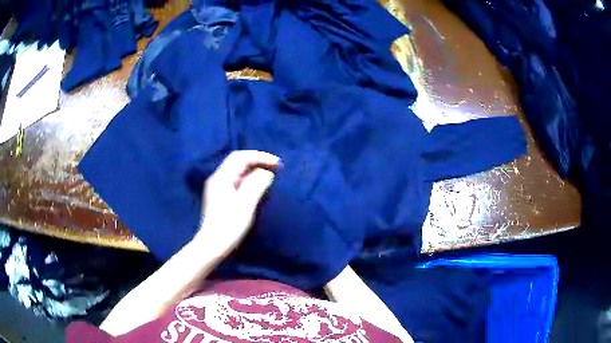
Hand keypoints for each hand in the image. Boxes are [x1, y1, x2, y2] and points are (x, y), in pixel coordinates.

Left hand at [194, 150, 279, 255]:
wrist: (212, 245)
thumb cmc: (229, 225)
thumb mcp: (245, 204)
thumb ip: (256, 184)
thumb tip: (266, 172)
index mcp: (221, 177)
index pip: (241, 157)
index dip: (260, 156)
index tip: (277, 163)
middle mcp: (218, 179)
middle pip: (238, 162)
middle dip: (257, 161)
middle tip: (275, 167)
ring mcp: (218, 188)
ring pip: (238, 172)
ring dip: (254, 170)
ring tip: (270, 175)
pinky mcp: (222, 197)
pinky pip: (237, 181)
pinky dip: (250, 179)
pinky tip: (258, 186)